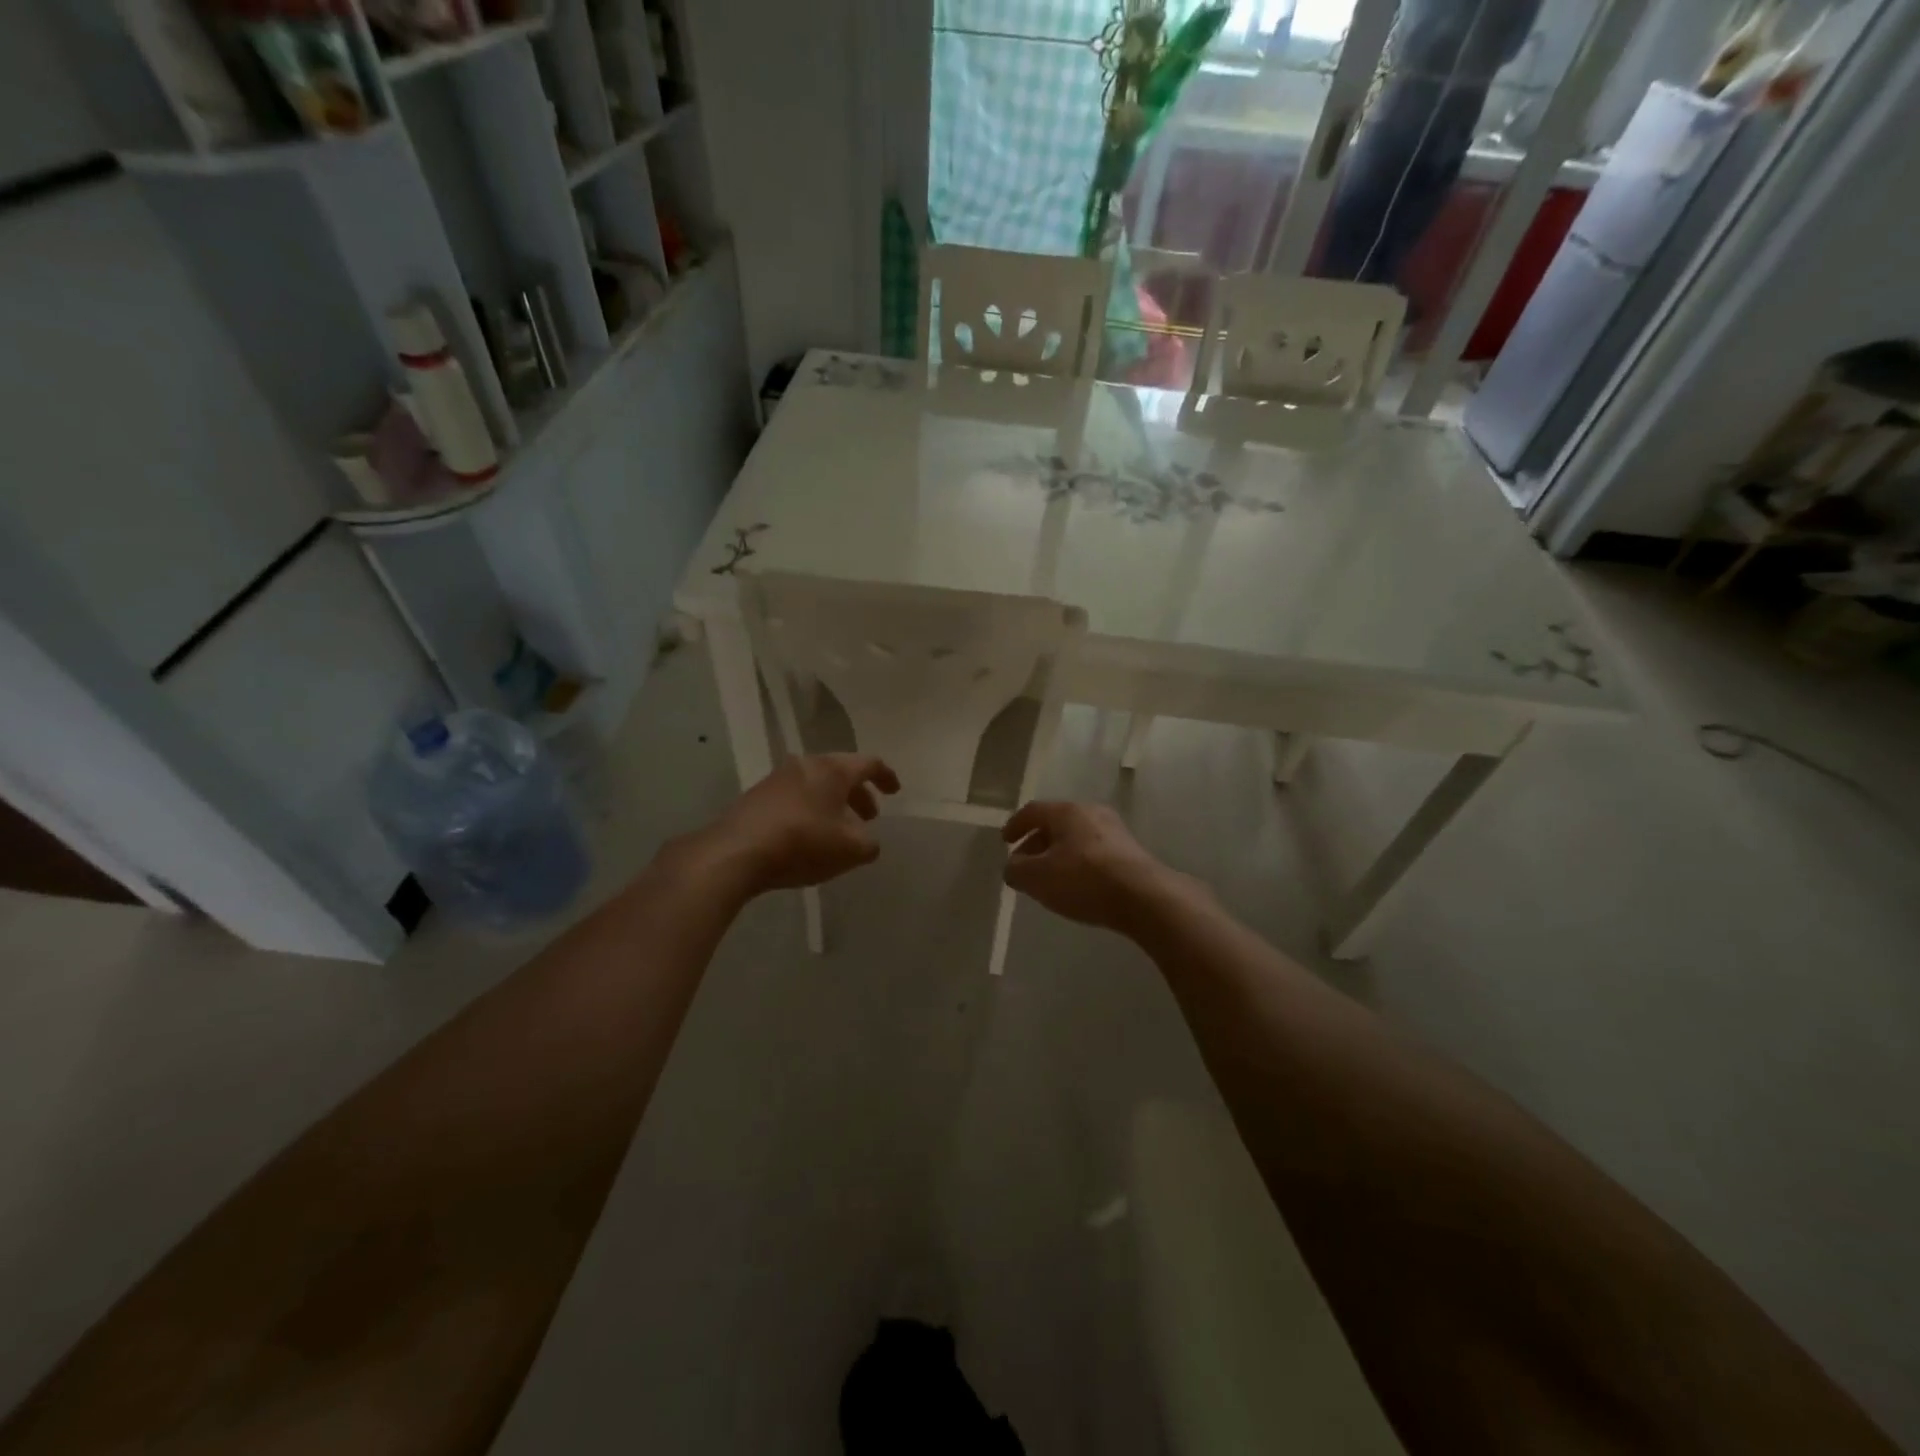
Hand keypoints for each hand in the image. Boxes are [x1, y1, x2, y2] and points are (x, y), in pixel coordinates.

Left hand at [707, 753, 900, 893]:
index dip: (886, 776)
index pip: (869, 763)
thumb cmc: (802, 842)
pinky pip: (794, 798)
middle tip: (868, 817)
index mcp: (833, 769)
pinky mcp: (756, 798)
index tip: (895, 791)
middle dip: (858, 794)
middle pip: (840, 773)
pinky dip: (810, 812)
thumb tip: (867, 842)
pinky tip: (808, 837)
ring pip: (816, 786)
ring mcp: (777, 779)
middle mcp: (805, 765)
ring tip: (839, 831)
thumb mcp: (850, 850)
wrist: (735, 852)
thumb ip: (869, 844)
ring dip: (833, 804)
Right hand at [1001, 801, 1180, 934]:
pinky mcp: (1130, 852)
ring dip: (1058, 855)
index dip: (1015, 825)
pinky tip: (1076, 885)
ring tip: (1049, 878)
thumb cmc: (1084, 880)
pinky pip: (1094, 852)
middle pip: (1056, 823)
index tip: (1005, 841)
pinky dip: (1078, 864)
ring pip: (1076, 838)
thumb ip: (1016, 871)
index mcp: (1067, 811)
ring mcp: (1115, 831)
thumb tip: (1012, 867)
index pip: (1033, 811)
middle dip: (1036, 843)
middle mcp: (1091, 812)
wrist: (1144, 897)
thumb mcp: (1037, 878)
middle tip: (1024, 864)